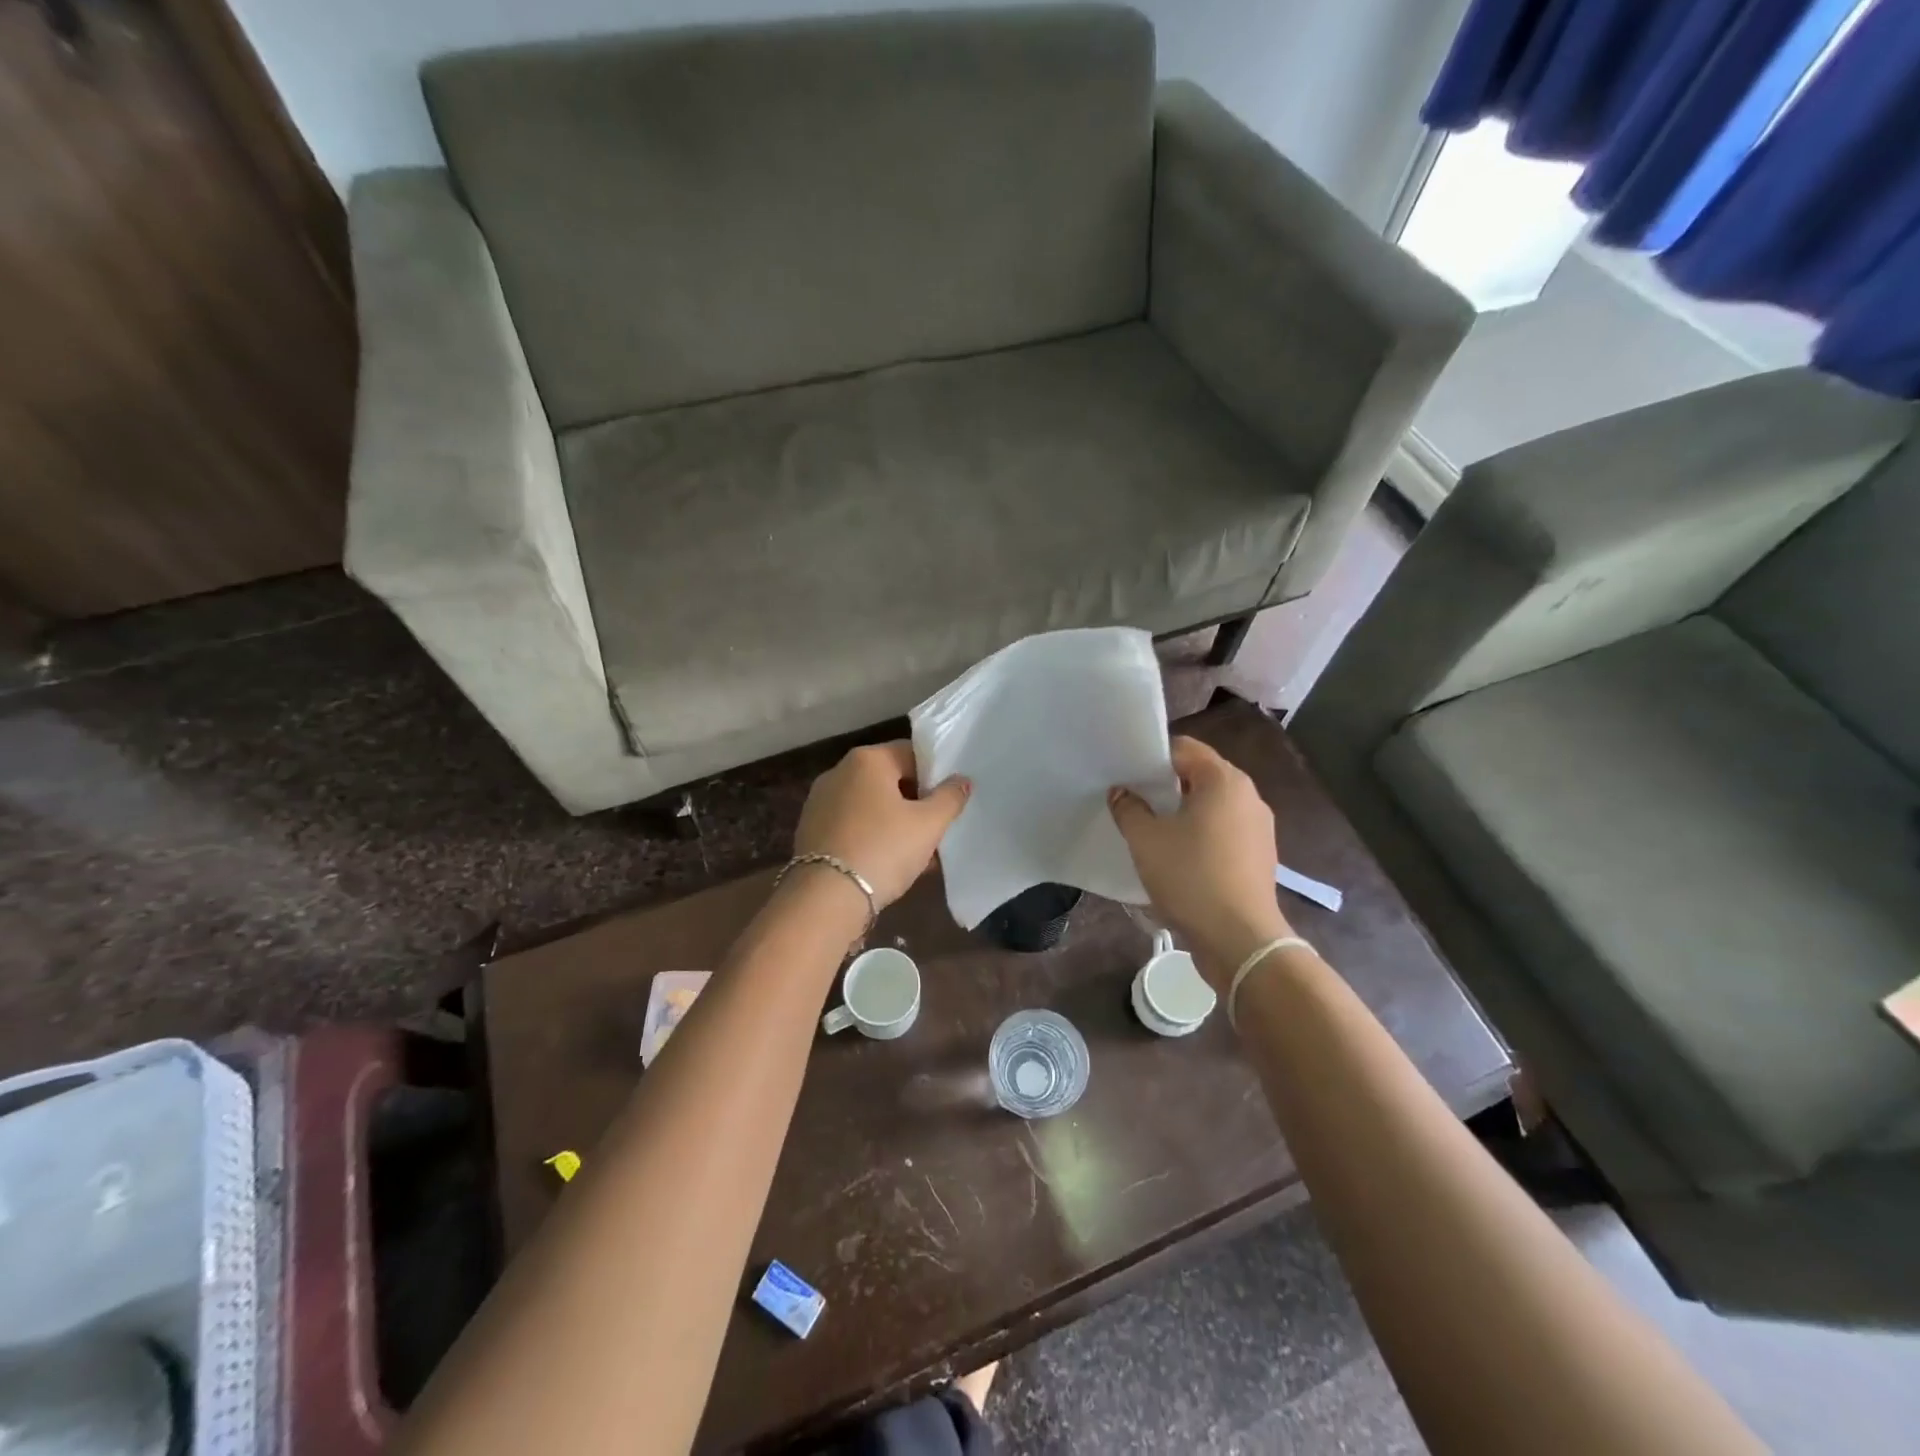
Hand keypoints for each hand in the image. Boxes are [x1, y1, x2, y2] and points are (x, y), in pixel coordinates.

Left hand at [792, 742, 969, 907]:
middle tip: (937, 828)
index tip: (949, 801)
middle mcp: (838, 772)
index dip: (935, 775)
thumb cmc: (883, 849)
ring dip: (896, 824)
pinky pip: (853, 826)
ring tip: (919, 853)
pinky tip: (890, 865)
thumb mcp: (928, 824)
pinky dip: (873, 838)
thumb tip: (961, 780)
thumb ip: (949, 798)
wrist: (826, 898)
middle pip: (889, 780)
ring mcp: (820, 802)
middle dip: (916, 803)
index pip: (911, 754)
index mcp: (867, 760)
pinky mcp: (811, 831)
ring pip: (871, 806)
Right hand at [1109, 737, 1290, 987]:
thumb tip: (1122, 792)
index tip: (1126, 777)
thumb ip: (1129, 808)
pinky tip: (1179, 858)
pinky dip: (1202, 835)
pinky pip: (1224, 831)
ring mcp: (1259, 827)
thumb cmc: (1191, 878)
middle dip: (1166, 786)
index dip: (1151, 758)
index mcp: (1224, 780)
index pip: (1184, 749)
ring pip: (1213, 805)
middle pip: (1200, 775)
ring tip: (1153, 832)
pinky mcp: (1260, 855)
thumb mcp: (1146, 840)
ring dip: (1184, 812)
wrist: (1239, 939)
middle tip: (1134, 802)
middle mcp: (1248, 796)